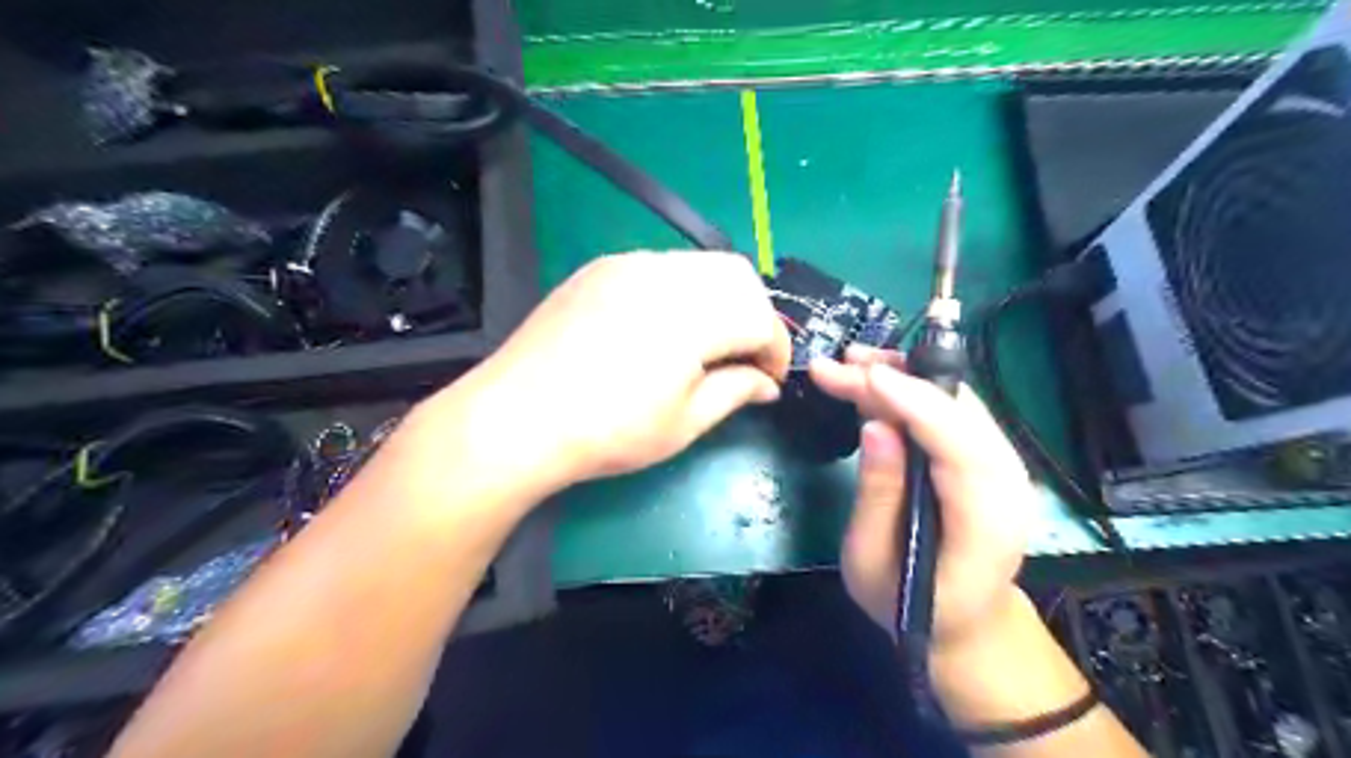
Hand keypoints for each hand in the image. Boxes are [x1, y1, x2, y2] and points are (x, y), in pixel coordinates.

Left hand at [432, 255, 792, 487]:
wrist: (517, 417)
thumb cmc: (608, 431)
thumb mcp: (684, 423)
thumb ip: (735, 391)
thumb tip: (766, 384)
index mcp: (694, 314)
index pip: (760, 316)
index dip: (774, 350)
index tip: (769, 381)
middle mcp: (666, 274)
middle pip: (738, 276)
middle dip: (754, 315)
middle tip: (742, 358)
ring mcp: (629, 264)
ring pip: (700, 265)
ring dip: (719, 299)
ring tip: (704, 344)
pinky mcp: (600, 268)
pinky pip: (660, 267)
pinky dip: (681, 291)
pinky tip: (661, 328)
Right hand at [812, 350, 1035, 651]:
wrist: (965, 626)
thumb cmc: (911, 606)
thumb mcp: (873, 563)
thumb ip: (878, 495)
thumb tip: (876, 425)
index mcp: (986, 522)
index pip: (959, 445)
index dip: (914, 402)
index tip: (864, 374)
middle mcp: (1008, 484)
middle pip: (959, 413)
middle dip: (898, 379)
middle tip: (838, 365)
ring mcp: (1004, 468)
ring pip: (957, 404)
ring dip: (905, 377)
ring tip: (852, 362)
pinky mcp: (987, 460)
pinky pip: (953, 413)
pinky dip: (914, 392)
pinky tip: (877, 383)